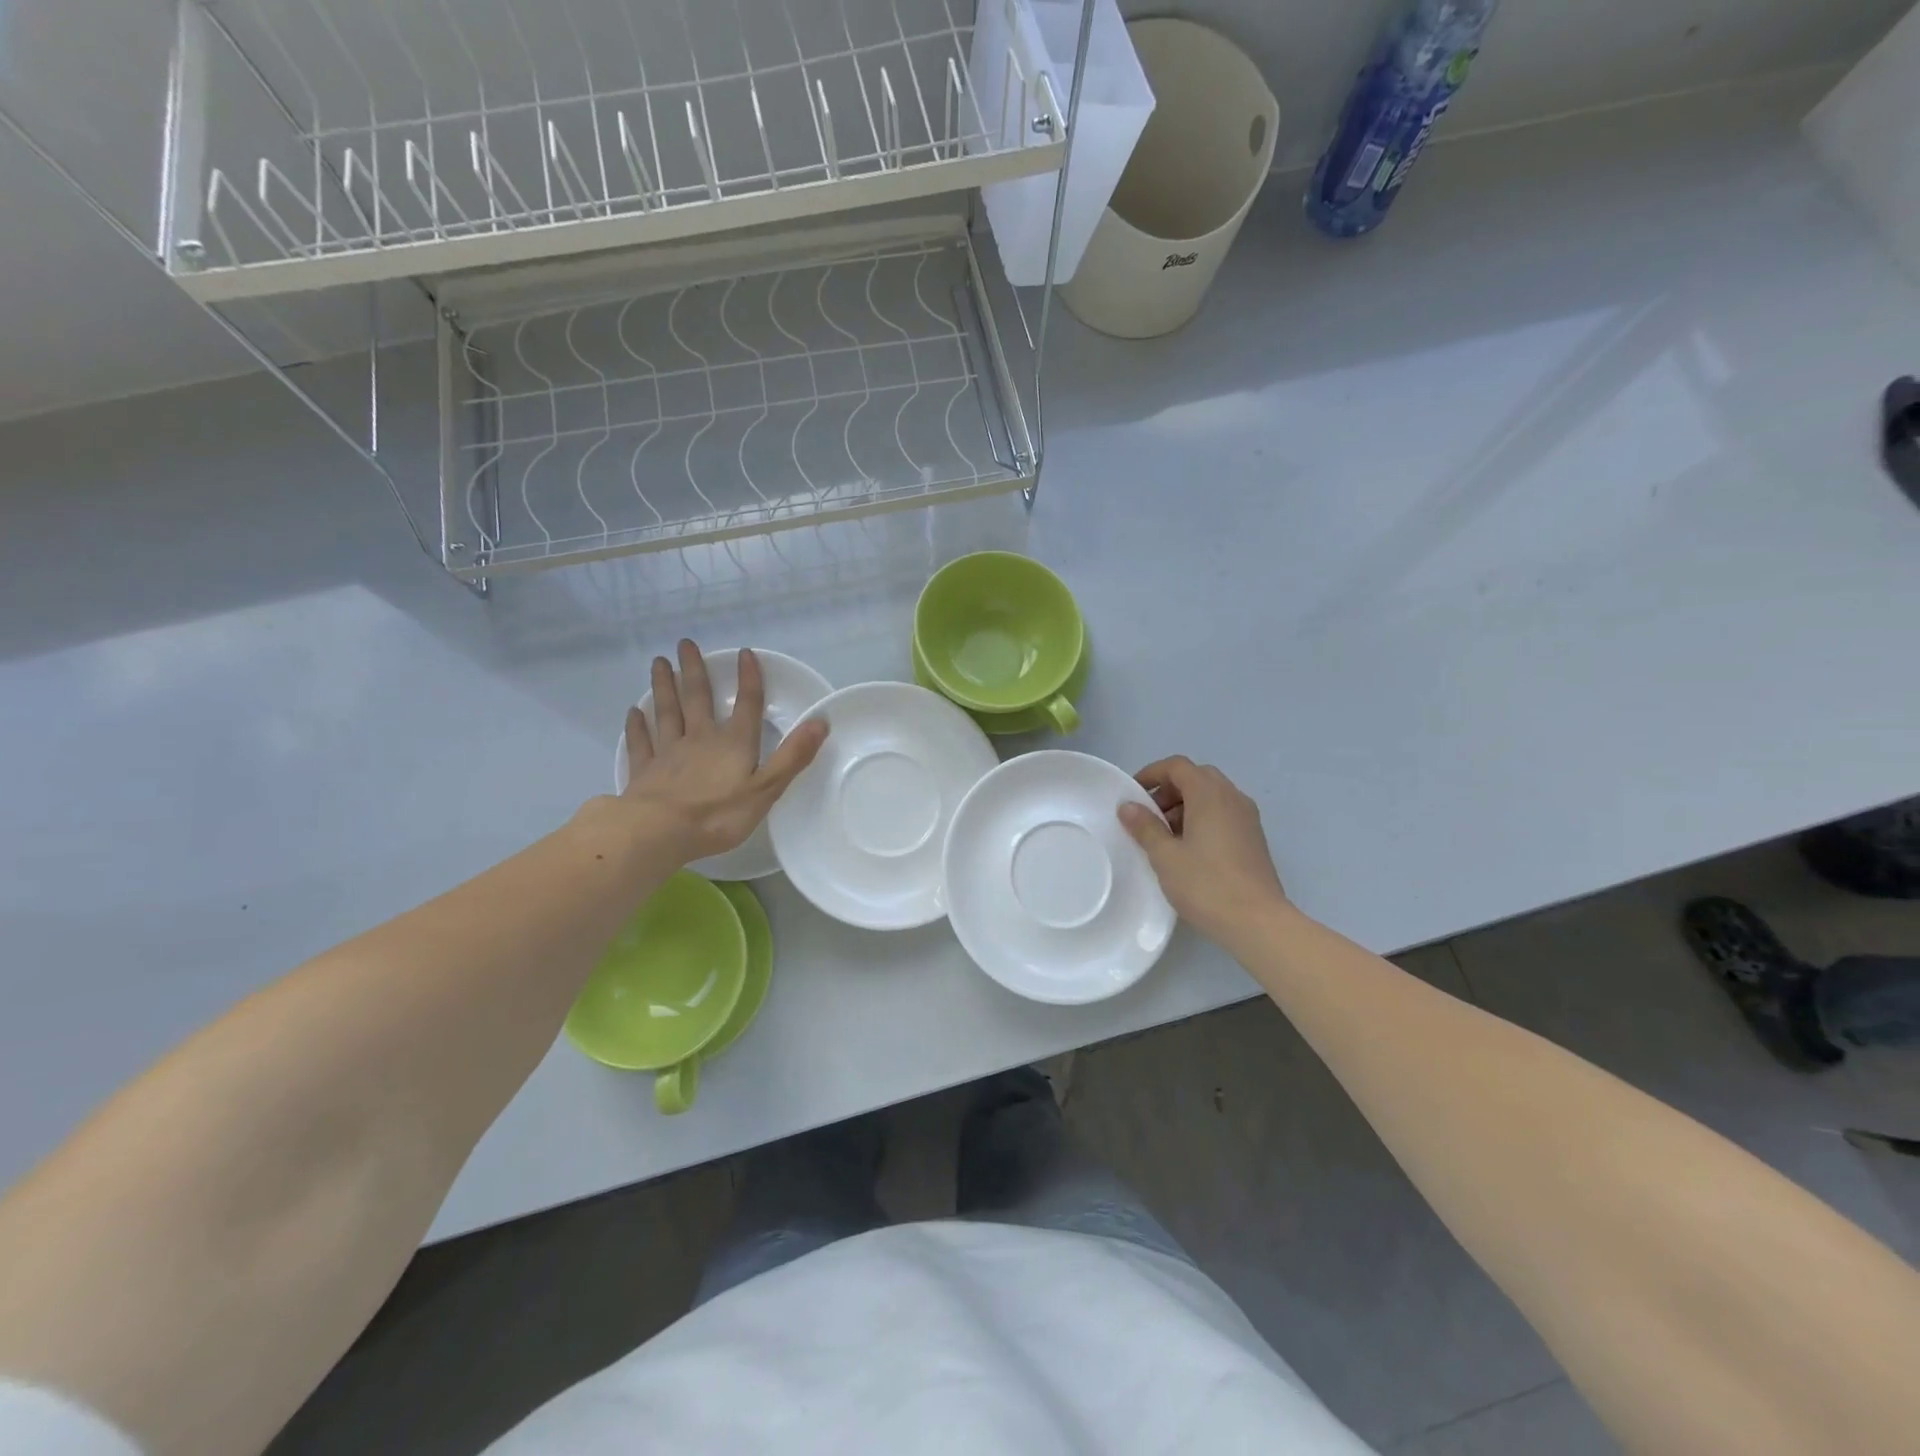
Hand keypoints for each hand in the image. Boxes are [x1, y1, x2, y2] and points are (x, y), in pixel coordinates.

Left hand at [621, 641, 828, 861]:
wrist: (658, 832)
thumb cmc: (718, 814)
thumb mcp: (767, 788)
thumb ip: (793, 756)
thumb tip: (821, 721)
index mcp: (733, 743)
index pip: (746, 705)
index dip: (749, 679)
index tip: (745, 652)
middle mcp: (700, 739)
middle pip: (697, 698)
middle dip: (694, 670)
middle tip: (685, 643)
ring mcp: (668, 753)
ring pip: (667, 712)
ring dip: (664, 687)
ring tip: (659, 662)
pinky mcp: (644, 771)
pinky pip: (641, 743)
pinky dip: (637, 726)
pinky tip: (634, 713)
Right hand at [1118, 757, 1288, 944]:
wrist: (1258, 922)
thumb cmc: (1206, 885)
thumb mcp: (1165, 856)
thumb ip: (1145, 827)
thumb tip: (1128, 807)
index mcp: (1210, 794)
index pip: (1178, 766)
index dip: (1152, 773)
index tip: (1133, 794)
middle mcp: (1232, 798)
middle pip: (1197, 777)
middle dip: (1169, 790)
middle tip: (1149, 815)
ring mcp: (1247, 818)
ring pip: (1212, 796)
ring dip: (1186, 805)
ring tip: (1165, 835)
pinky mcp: (1254, 838)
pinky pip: (1224, 814)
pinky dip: (1203, 818)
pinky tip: (1189, 849)